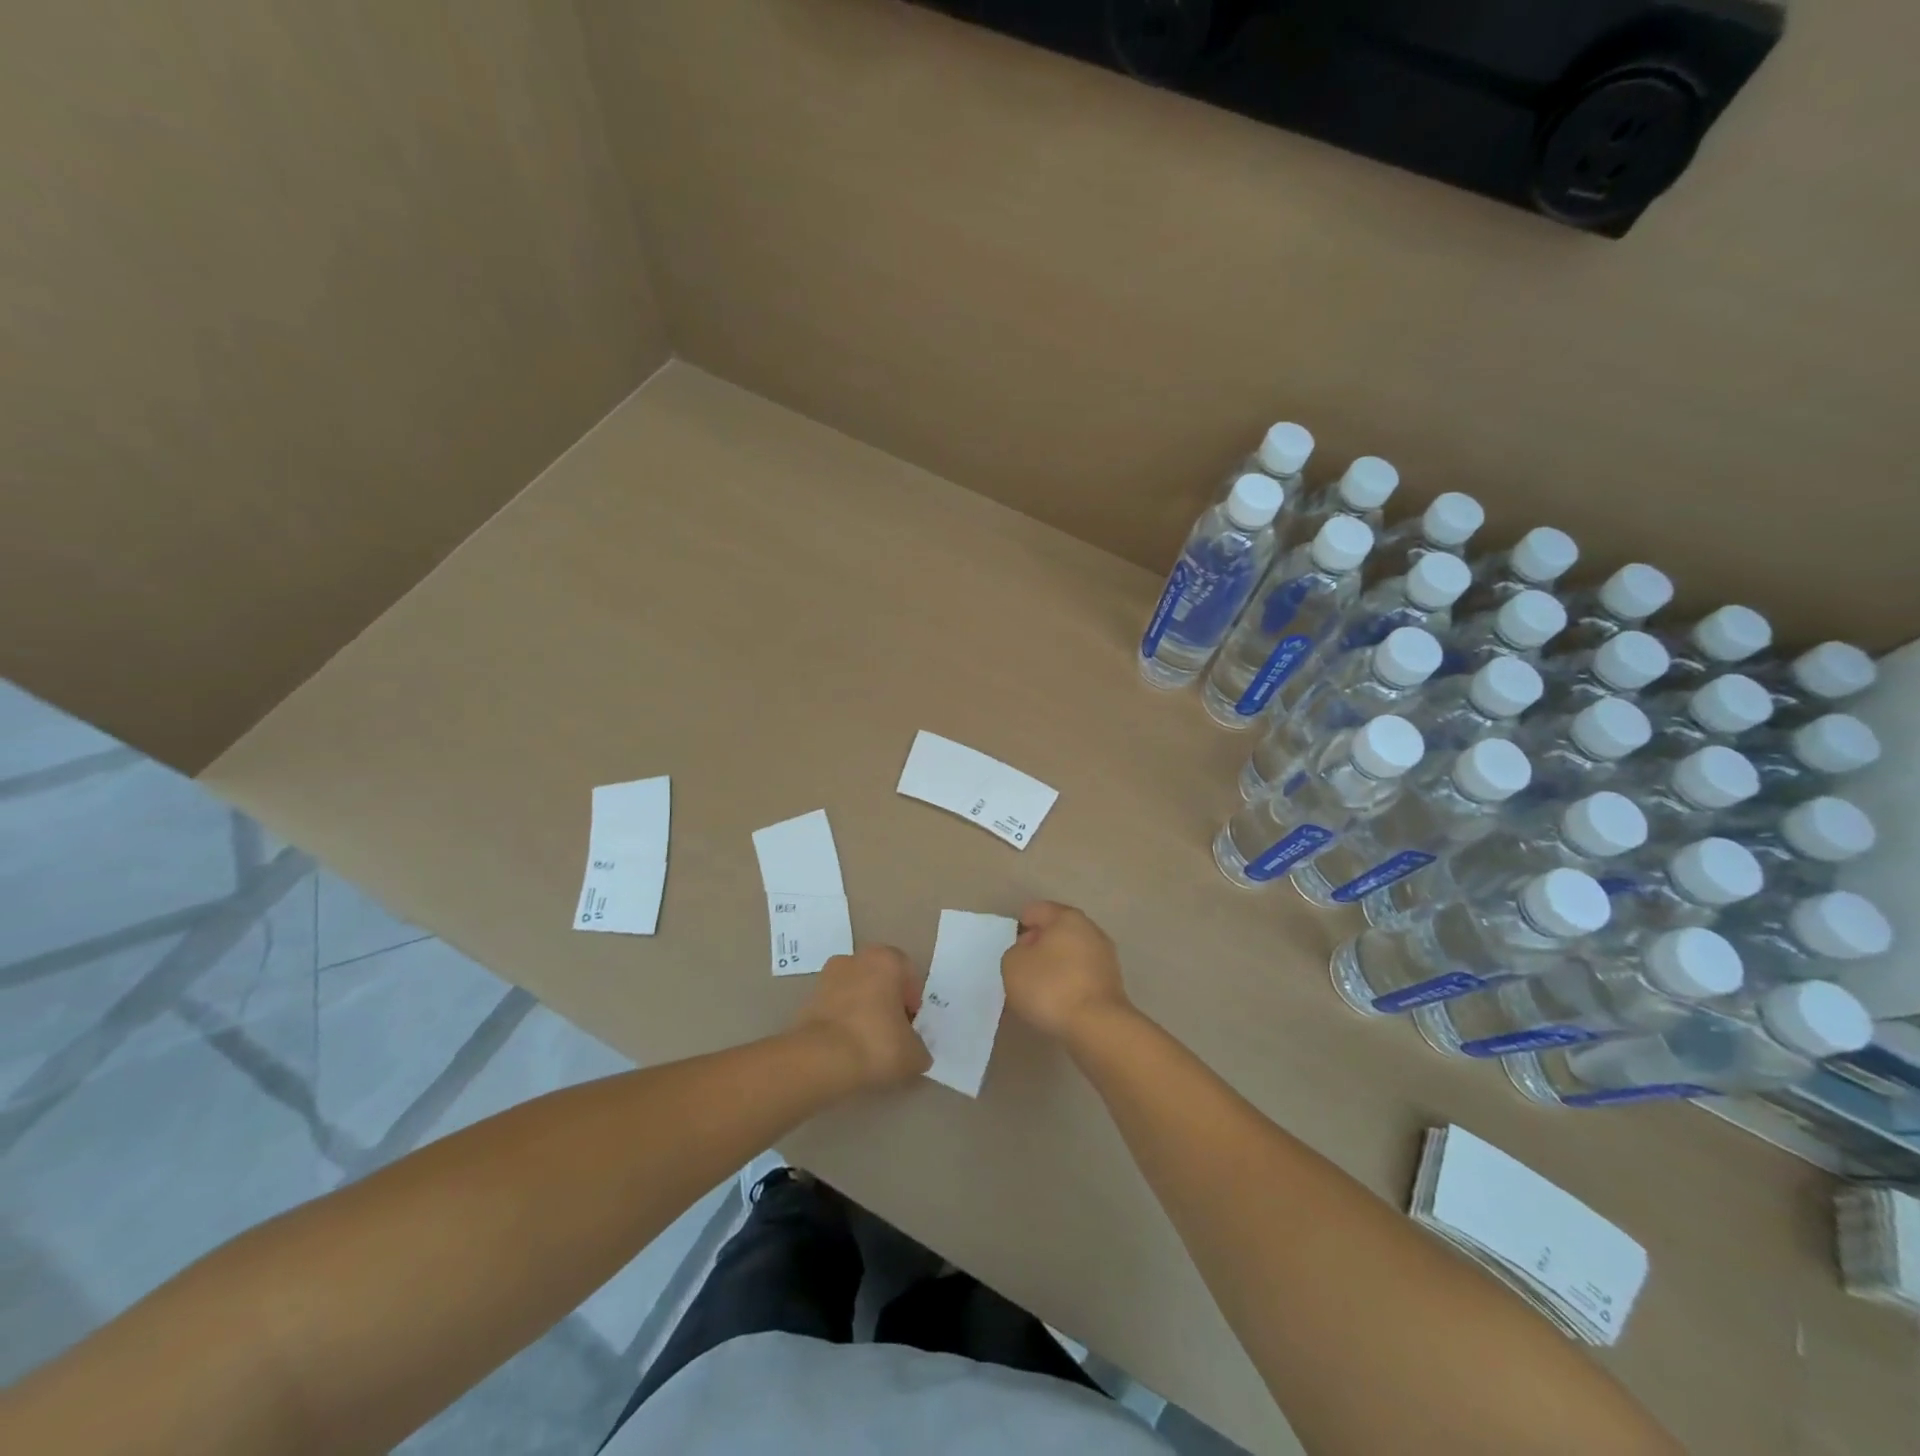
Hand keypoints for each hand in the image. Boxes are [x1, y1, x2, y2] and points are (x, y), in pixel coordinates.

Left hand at [793, 945, 931, 1092]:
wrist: (820, 1060)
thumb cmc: (876, 1044)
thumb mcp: (914, 1054)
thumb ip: (919, 1048)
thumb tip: (914, 1051)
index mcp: (886, 959)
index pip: (907, 974)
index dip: (912, 1001)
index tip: (910, 1027)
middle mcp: (855, 959)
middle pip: (879, 979)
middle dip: (886, 1002)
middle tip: (892, 1034)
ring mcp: (827, 977)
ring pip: (854, 992)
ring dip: (862, 1011)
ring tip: (867, 1046)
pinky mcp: (807, 1000)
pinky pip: (834, 1008)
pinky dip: (842, 1023)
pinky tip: (846, 1049)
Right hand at [1001, 901, 1132, 1042]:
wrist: (1097, 1026)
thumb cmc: (1050, 986)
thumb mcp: (1013, 965)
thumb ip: (1015, 952)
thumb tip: (1028, 955)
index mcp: (1067, 917)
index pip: (1038, 910)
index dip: (1021, 925)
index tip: (1012, 946)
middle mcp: (1091, 930)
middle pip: (1058, 931)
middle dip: (1039, 944)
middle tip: (1022, 966)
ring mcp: (1106, 957)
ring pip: (1071, 954)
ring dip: (1055, 965)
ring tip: (1038, 987)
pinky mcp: (1112, 984)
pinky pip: (1081, 975)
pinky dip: (1068, 982)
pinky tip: (1057, 1000)